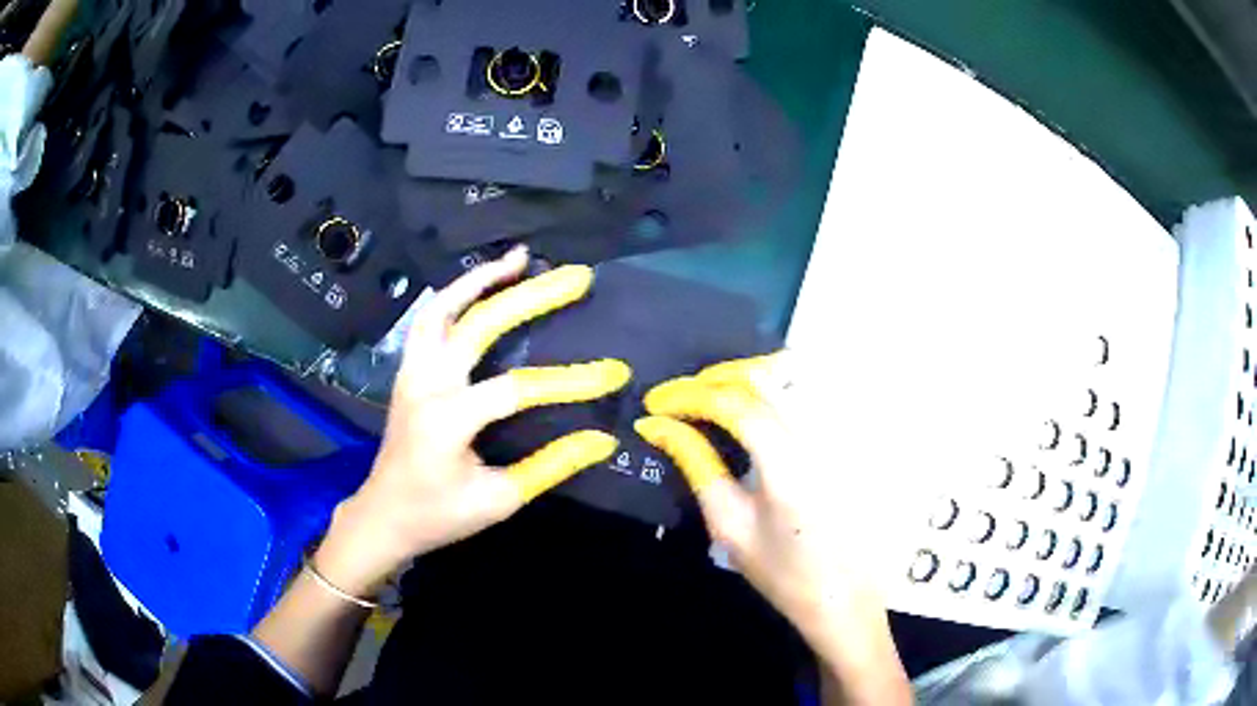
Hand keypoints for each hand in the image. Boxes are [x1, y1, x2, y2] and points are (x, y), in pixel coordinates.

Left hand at [317, 247, 629, 596]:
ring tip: (519, 259)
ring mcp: (412, 373)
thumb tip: (603, 440)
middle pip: (479, 326)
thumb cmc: (440, 515)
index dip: (569, 380)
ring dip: (481, 279)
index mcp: (447, 421)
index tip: (614, 374)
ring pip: (443, 309)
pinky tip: (481, 285)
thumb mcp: (499, 500)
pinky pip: (429, 321)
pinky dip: (456, 295)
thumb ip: (551, 465)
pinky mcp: (408, 371)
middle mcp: (426, 385)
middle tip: (576, 276)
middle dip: (531, 297)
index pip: (517, 388)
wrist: (385, 515)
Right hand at [635, 354, 910, 703]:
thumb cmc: (784, 572)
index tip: (654, 403)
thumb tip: (658, 426)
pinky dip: (771, 386)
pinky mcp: (849, 436)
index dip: (689, 395)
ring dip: (741, 376)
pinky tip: (751, 400)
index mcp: (788, 465)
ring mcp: (841, 432)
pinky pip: (808, 391)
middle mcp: (820, 435)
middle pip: (763, 377)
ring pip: (788, 376)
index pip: (734, 404)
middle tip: (677, 396)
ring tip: (707, 394)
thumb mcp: (729, 525)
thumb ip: (697, 465)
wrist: (845, 594)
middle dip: (712, 378)